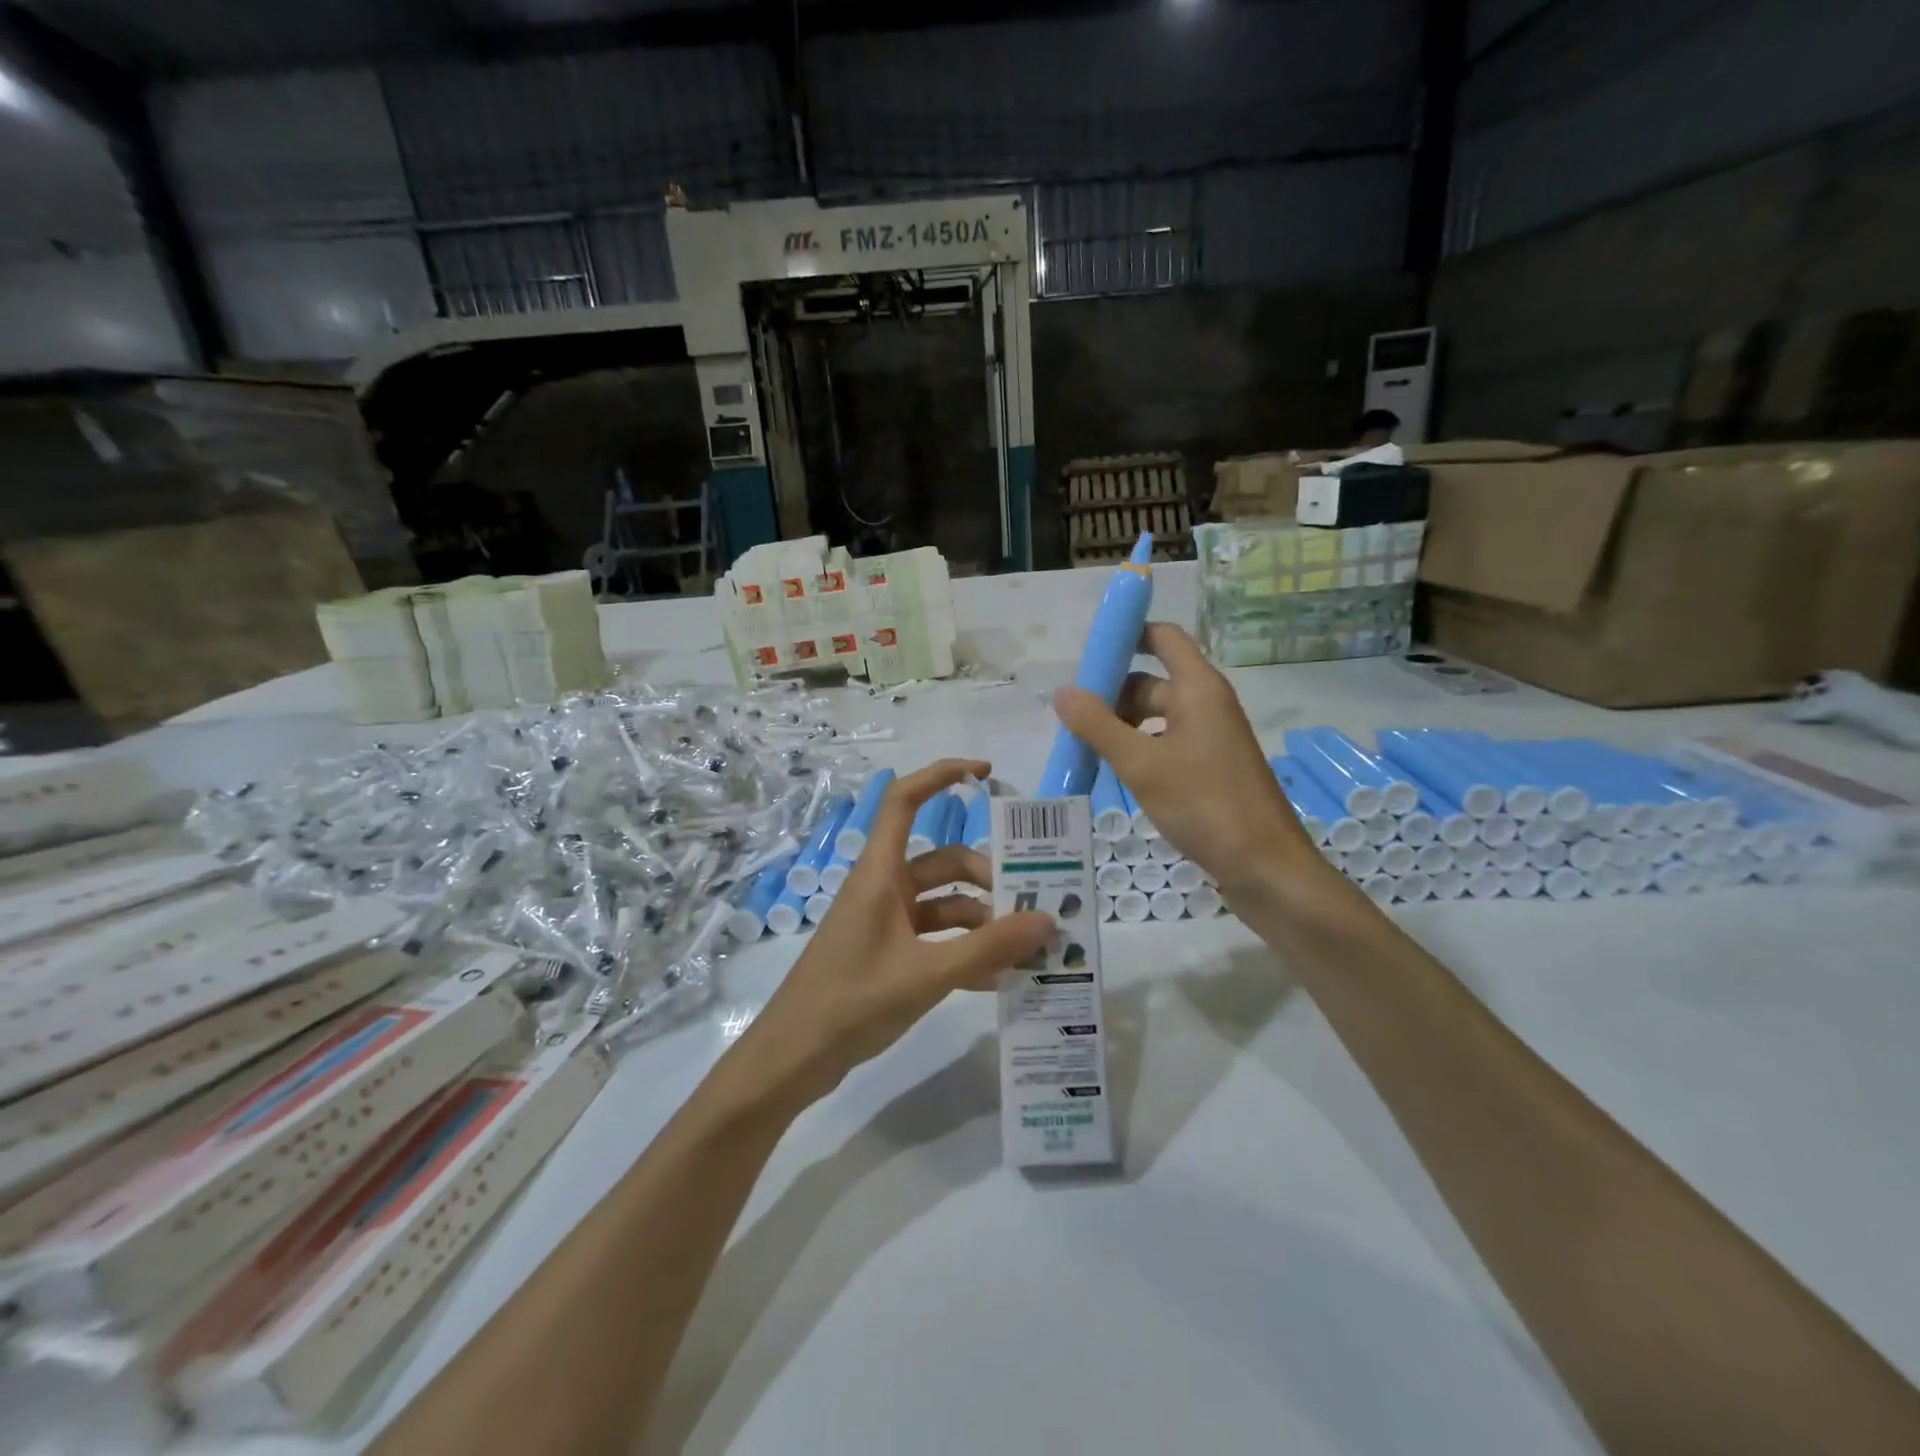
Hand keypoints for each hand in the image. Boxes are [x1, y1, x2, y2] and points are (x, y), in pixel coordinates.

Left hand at [743, 759, 1054, 1100]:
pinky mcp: (888, 954)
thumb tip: (1047, 920)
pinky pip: (936, 939)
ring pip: (945, 903)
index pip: (905, 801)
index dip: (941, 776)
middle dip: (987, 878)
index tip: (986, 773)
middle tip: (1031, 906)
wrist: (793, 1059)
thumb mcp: (926, 974)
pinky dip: (966, 950)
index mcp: (880, 874)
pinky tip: (999, 978)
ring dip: (982, 920)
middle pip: (943, 862)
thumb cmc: (851, 1002)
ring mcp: (885, 922)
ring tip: (1025, 948)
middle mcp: (884, 888)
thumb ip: (987, 948)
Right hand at [1053, 622, 1321, 893]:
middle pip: (1151, 680)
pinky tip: (1112, 771)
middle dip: (1110, 693)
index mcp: (1198, 689)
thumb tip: (1063, 692)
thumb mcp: (1141, 764)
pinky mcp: (1209, 767)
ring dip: (1120, 725)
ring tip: (1082, 747)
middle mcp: (1206, 704)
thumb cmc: (1205, 805)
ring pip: (1155, 716)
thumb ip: (1098, 726)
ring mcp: (1209, 737)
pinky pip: (1164, 742)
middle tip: (1069, 718)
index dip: (1127, 635)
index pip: (1163, 637)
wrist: (1265, 867)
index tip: (1087, 654)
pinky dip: (1137, 748)